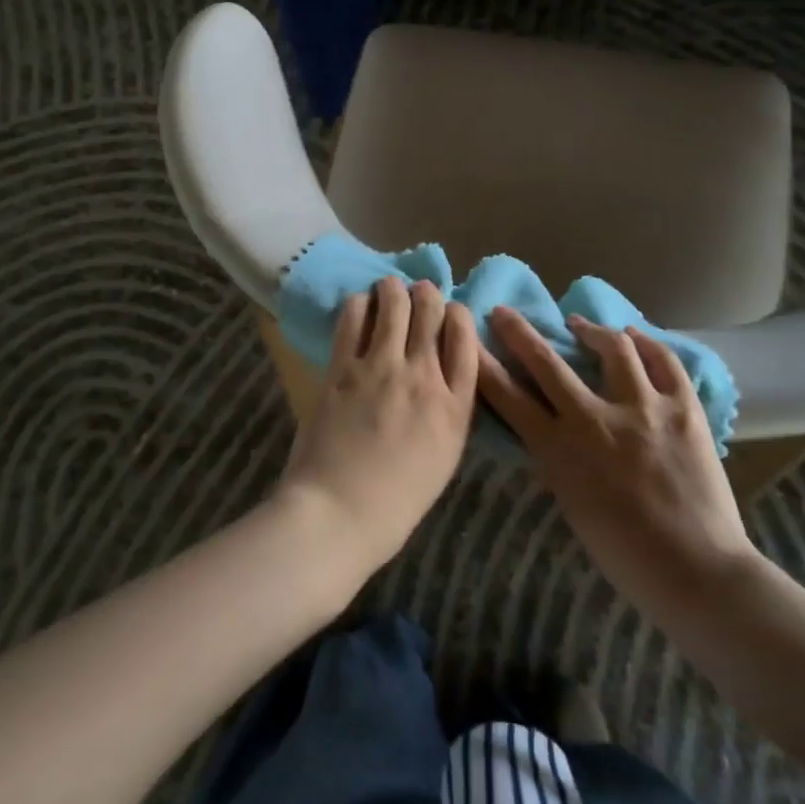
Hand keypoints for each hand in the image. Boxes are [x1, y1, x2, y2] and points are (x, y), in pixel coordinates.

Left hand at [277, 278, 478, 575]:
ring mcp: (382, 368)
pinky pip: (354, 317)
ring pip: (395, 303)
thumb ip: (449, 410)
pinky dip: (360, 303)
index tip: (450, 312)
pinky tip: (360, 305)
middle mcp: (424, 376)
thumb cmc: (396, 501)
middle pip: (432, 310)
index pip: (466, 337)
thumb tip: (441, 374)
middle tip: (418, 294)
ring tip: (388, 289)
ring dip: (393, 288)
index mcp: (455, 406)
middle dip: (427, 294)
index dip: (458, 314)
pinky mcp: (343, 367)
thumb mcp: (443, 457)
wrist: (339, 515)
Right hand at [479, 308, 755, 624]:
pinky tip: (635, 336)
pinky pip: (664, 361)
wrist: (697, 572)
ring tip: (581, 324)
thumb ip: (557, 460)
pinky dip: (647, 343)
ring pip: (612, 347)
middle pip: (547, 362)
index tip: (471, 341)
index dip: (485, 365)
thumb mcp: (572, 506)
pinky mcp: (682, 407)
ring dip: (590, 330)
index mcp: (561, 450)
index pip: (510, 398)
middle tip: (505, 313)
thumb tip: (549, 428)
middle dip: (519, 332)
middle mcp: (595, 419)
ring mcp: (643, 408)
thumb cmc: (625, 555)